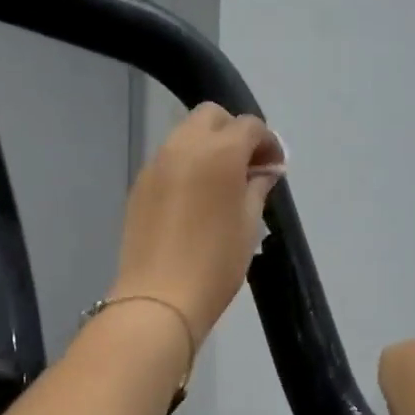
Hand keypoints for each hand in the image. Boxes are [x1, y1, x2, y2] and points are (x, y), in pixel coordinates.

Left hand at [111, 104, 285, 345]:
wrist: (159, 298)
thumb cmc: (216, 263)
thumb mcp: (249, 225)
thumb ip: (258, 188)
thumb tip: (265, 171)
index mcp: (219, 152)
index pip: (250, 126)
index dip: (268, 142)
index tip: (275, 168)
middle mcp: (184, 146)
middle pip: (211, 116)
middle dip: (233, 132)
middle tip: (247, 166)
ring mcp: (156, 164)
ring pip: (185, 134)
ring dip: (208, 147)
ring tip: (221, 182)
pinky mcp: (140, 185)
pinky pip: (168, 160)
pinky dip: (186, 165)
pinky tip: (195, 198)